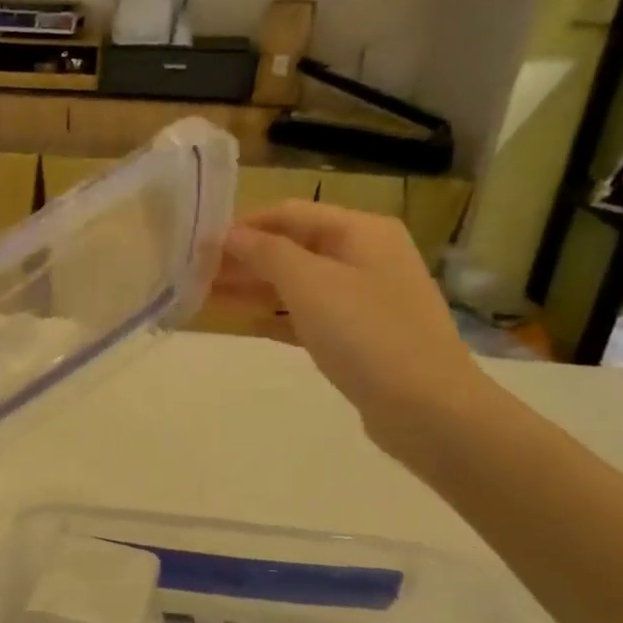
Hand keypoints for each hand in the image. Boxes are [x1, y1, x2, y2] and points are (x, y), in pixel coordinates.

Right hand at [214, 202, 488, 454]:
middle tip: (195, 274)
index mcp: (361, 231)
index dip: (243, 225)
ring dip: (253, 287)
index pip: (289, 213)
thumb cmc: (366, 334)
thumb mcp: (309, 284)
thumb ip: (265, 253)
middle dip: (244, 258)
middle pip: (292, 247)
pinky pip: (307, 315)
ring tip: (205, 296)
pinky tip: (242, 323)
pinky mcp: (358, 336)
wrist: (427, 408)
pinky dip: (275, 316)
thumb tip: (229, 235)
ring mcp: (363, 298)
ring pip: (296, 283)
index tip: (199, 244)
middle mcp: (364, 256)